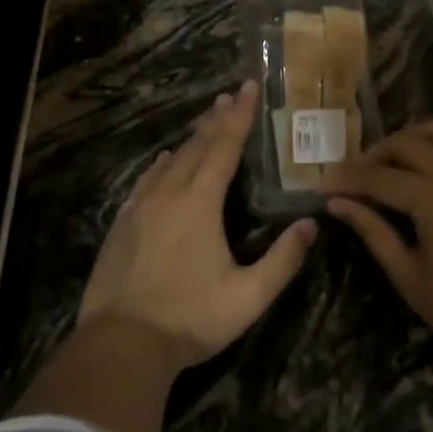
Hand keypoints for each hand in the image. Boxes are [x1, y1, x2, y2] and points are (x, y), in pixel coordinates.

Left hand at [78, 79, 316, 368]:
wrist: (121, 343)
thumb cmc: (191, 318)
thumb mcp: (249, 296)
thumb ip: (283, 259)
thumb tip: (310, 224)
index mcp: (200, 203)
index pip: (224, 148)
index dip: (238, 117)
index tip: (247, 88)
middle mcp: (168, 194)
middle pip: (196, 147)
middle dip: (216, 120)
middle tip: (229, 95)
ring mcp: (139, 208)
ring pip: (168, 162)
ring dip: (190, 140)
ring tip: (204, 124)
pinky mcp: (122, 224)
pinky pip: (145, 181)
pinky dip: (160, 166)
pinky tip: (162, 163)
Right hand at [324, 119, 432, 383]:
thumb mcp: (409, 276)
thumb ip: (373, 231)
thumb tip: (337, 203)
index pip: (378, 176)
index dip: (346, 179)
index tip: (322, 186)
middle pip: (406, 143)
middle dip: (372, 155)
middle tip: (352, 179)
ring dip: (408, 141)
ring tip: (388, 167)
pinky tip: (423, 175)